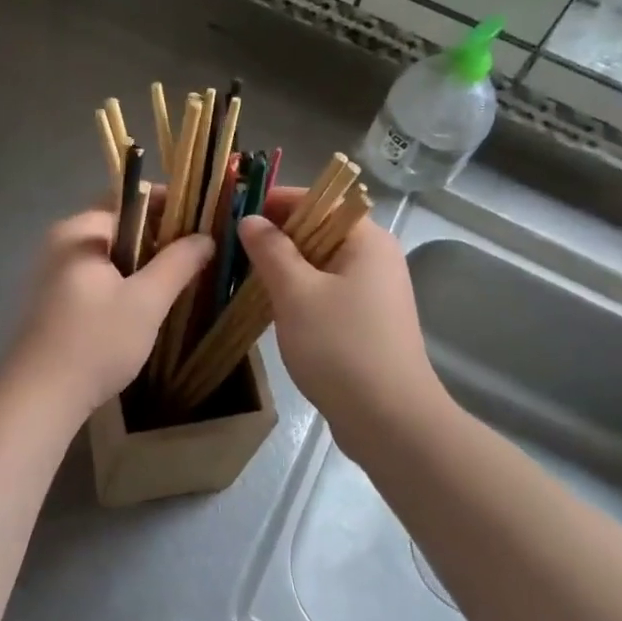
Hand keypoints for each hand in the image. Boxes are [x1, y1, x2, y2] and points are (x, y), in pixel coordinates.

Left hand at [2, 206, 213, 416]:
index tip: (200, 220)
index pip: (127, 199)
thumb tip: (204, 237)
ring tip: (177, 281)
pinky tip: (143, 307)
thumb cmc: (96, 342)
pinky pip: (95, 279)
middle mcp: (59, 245)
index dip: (167, 204)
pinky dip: (122, 283)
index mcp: (79, 233)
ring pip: (108, 257)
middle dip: (158, 237)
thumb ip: (178, 263)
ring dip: (141, 264)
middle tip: (195, 254)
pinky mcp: (51, 304)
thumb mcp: (146, 301)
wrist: (39, 399)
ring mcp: (51, 275)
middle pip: (117, 227)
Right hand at [237, 189, 444, 431]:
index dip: (277, 201)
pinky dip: (300, 293)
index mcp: (367, 240)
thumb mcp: (296, 293)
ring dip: (286, 267)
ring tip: (244, 275)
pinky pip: (328, 292)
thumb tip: (250, 220)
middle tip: (233, 247)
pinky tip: (272, 307)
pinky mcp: (368, 322)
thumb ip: (271, 251)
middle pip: (320, 230)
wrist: (389, 420)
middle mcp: (377, 258)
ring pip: (322, 264)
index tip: (235, 211)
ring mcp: (375, 292)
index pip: (319, 200)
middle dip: (277, 236)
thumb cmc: (340, 347)